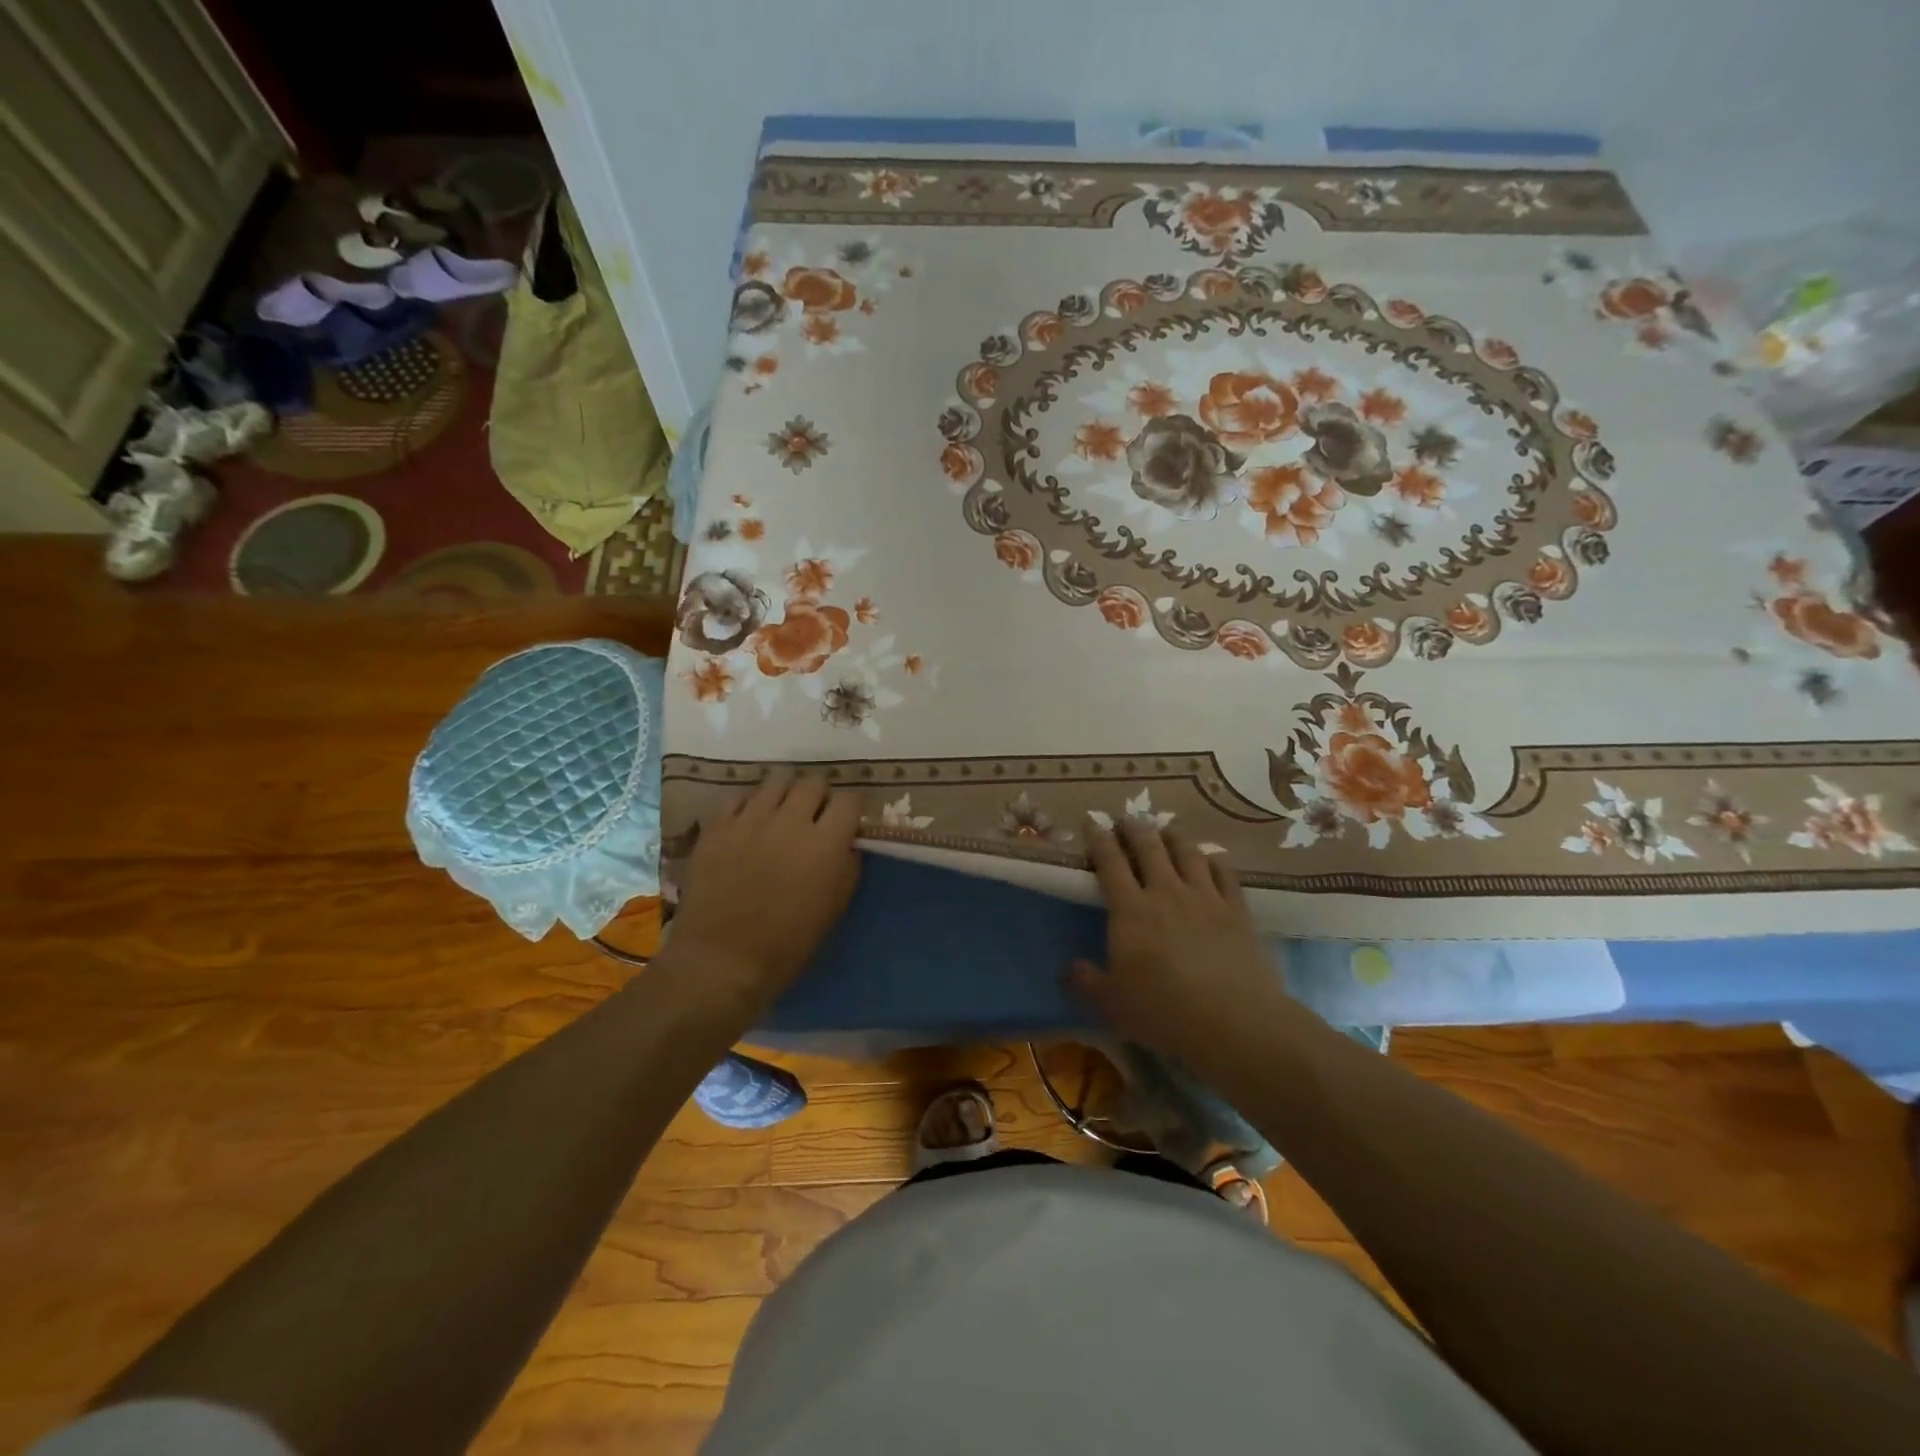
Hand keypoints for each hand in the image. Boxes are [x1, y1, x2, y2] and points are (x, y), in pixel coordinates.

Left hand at [668, 770, 861, 1008]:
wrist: (720, 961)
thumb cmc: (786, 944)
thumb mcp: (833, 908)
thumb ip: (846, 866)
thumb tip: (847, 842)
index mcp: (825, 843)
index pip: (849, 800)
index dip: (851, 809)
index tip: (847, 822)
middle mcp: (790, 821)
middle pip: (813, 783)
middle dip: (819, 797)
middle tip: (815, 817)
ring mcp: (750, 820)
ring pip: (776, 782)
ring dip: (786, 795)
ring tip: (782, 814)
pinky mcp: (718, 827)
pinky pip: (740, 797)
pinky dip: (751, 805)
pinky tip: (750, 822)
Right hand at [1069, 821, 1290, 1061]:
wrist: (1233, 1021)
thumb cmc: (1163, 1011)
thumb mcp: (1111, 1003)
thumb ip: (1086, 982)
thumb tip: (1069, 969)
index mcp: (1130, 909)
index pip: (1110, 862)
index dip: (1099, 839)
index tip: (1092, 822)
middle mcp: (1166, 892)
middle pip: (1149, 847)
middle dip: (1135, 828)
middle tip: (1127, 819)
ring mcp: (1205, 898)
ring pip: (1188, 853)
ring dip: (1174, 837)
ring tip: (1167, 831)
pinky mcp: (1237, 911)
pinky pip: (1225, 873)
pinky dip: (1215, 861)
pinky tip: (1211, 859)